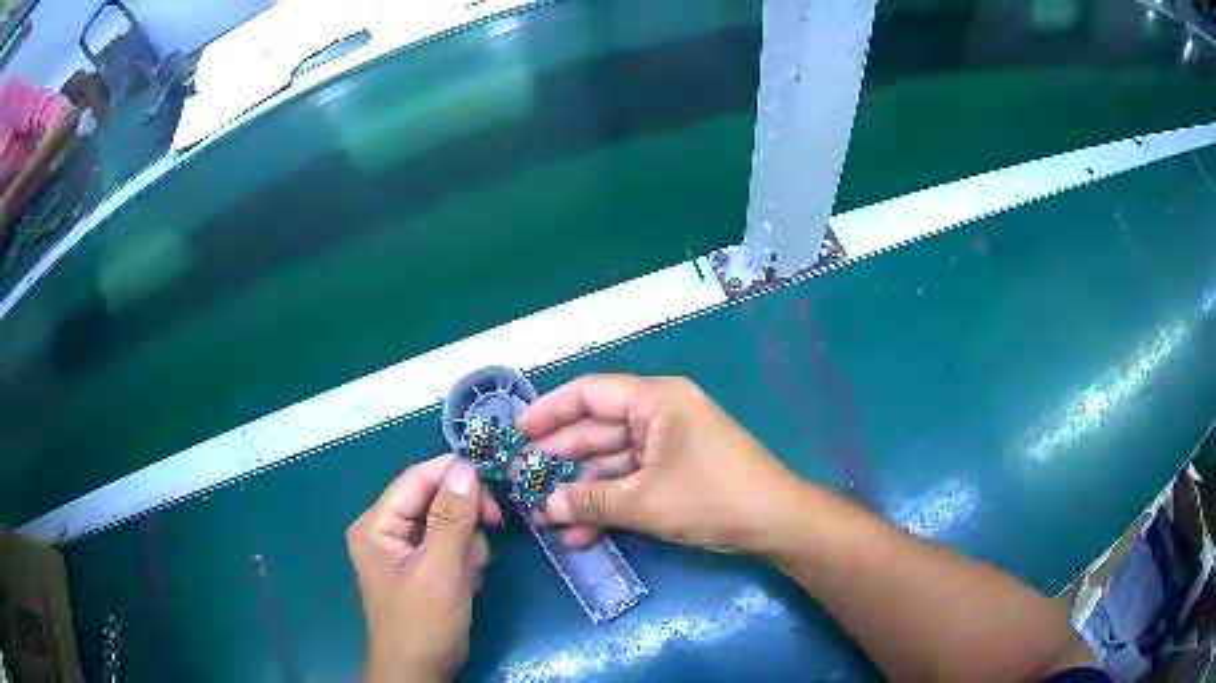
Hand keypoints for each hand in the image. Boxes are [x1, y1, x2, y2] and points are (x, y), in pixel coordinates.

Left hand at [347, 455, 502, 682]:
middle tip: (496, 526)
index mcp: (377, 525)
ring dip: (469, 546)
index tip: (496, 477)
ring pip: (450, 523)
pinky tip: (467, 583)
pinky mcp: (425, 567)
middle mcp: (388, 530)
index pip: (416, 479)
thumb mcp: (439, 571)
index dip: (454, 473)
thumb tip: (467, 469)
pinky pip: (453, 546)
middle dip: (466, 519)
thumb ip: (452, 519)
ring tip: (469, 575)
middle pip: (435, 499)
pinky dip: (467, 561)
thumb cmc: (422, 623)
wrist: (421, 672)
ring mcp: (406, 550)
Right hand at [518, 375, 805, 554]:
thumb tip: (547, 507)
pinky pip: (631, 481)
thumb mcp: (647, 501)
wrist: (776, 523)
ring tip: (545, 518)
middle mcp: (659, 414)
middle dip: (560, 461)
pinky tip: (580, 533)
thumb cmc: (714, 497)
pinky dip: (607, 504)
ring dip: (581, 491)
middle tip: (522, 484)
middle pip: (596, 431)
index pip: (590, 393)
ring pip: (611, 462)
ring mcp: (667, 445)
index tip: (517, 434)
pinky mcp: (674, 472)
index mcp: (656, 400)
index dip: (549, 411)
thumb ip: (591, 501)